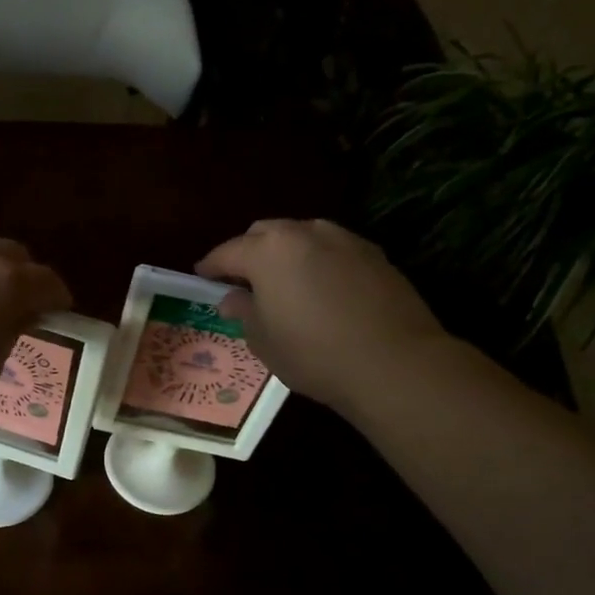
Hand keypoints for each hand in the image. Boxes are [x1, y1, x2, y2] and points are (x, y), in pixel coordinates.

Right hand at [196, 219, 449, 413]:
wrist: (392, 362)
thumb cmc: (313, 354)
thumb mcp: (264, 340)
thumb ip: (243, 312)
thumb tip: (232, 298)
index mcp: (268, 251)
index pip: (227, 252)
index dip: (211, 266)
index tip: (202, 277)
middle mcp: (304, 233)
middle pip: (265, 233)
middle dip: (249, 252)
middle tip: (243, 281)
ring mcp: (343, 239)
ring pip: (302, 236)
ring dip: (286, 253)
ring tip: (284, 283)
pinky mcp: (373, 254)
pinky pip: (332, 249)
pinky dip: (318, 262)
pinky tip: (321, 289)